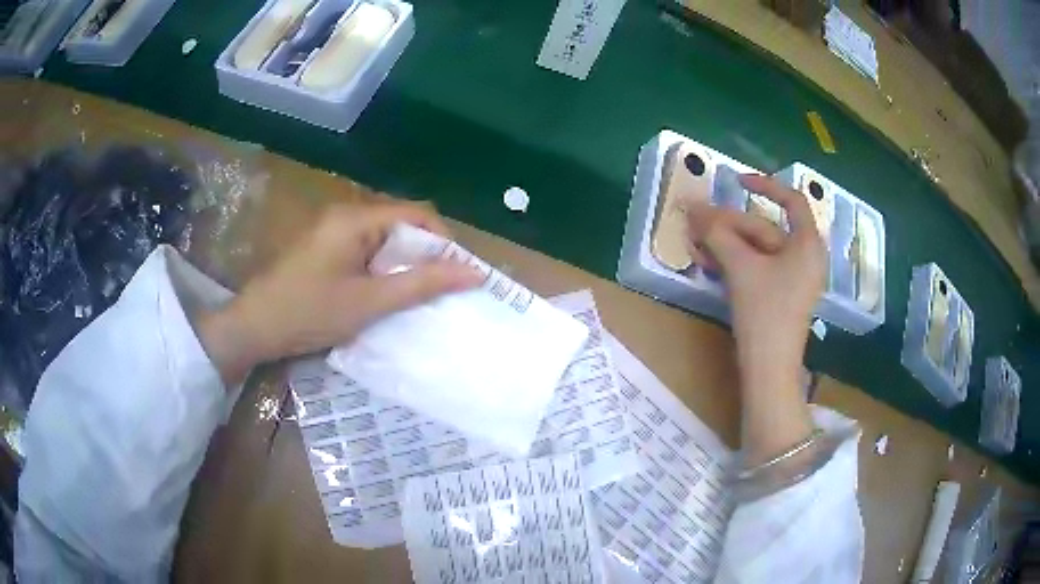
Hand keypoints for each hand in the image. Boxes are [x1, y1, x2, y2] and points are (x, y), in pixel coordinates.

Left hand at [198, 203, 482, 384]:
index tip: (456, 275)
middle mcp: (345, 214)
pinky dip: (382, 268)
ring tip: (413, 296)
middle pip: (401, 223)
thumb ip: (421, 284)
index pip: (417, 213)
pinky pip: (365, 249)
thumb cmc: (309, 313)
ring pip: (384, 238)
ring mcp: (332, 230)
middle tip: (436, 290)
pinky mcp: (324, 246)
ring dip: (402, 264)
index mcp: (356, 218)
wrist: (254, 328)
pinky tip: (383, 294)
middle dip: (423, 254)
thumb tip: (474, 272)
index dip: (443, 241)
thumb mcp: (369, 303)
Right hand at [685, 174, 825, 377]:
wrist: (769, 369)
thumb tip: (692, 208)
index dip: (764, 186)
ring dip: (726, 244)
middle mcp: (805, 256)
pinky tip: (709, 263)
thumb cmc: (765, 312)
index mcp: (807, 244)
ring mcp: (793, 277)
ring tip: (696, 244)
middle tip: (696, 222)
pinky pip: (757, 267)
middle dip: (729, 224)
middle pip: (765, 227)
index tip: (736, 181)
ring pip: (757, 249)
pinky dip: (735, 262)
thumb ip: (717, 233)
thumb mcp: (740, 267)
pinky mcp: (781, 294)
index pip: (791, 200)